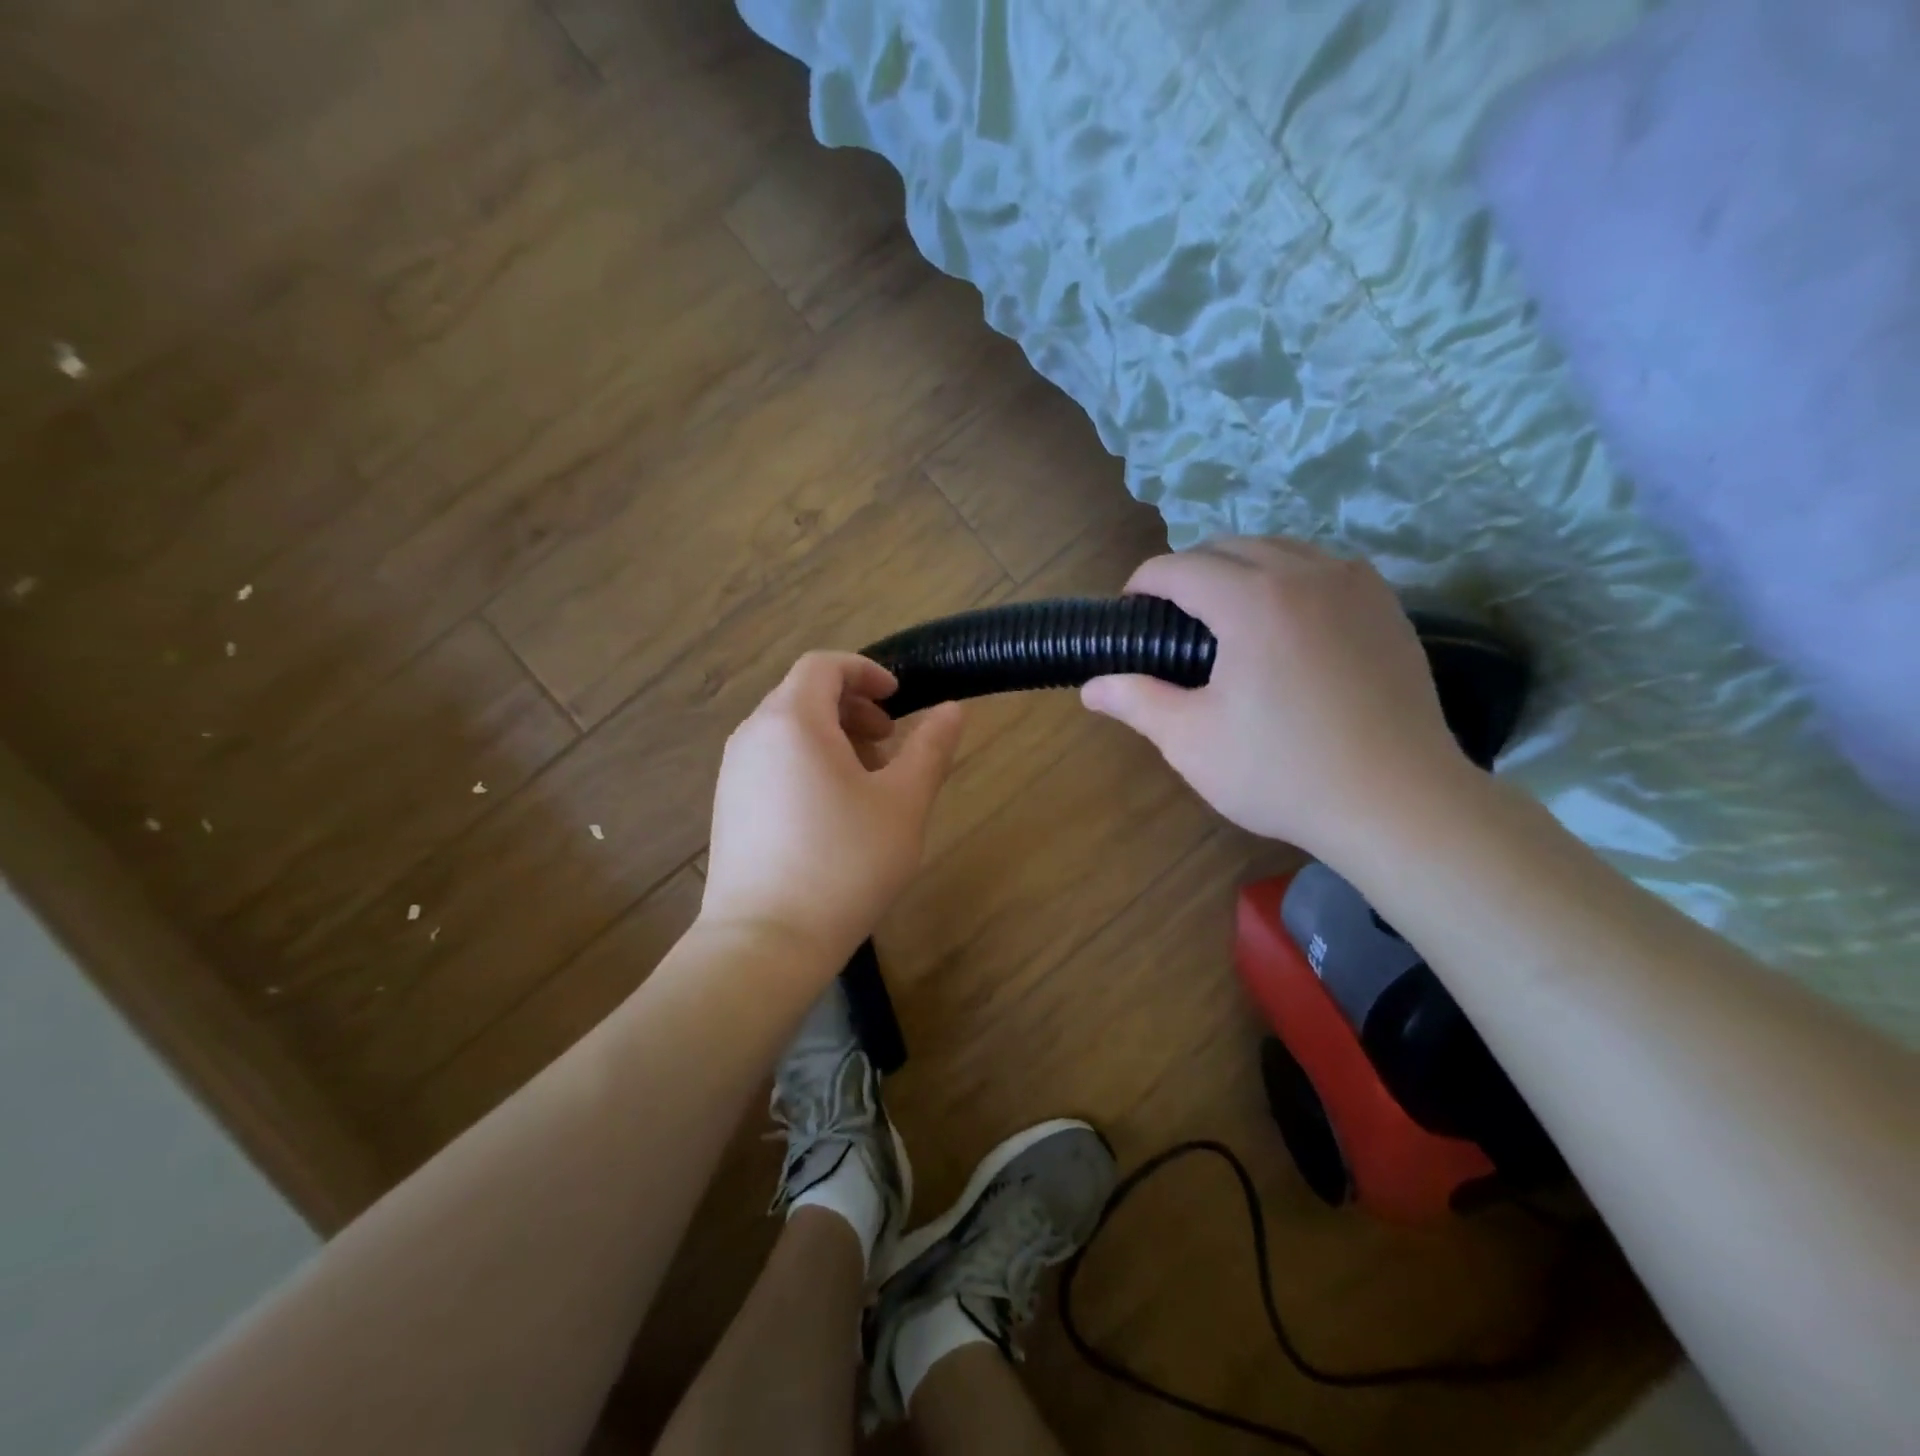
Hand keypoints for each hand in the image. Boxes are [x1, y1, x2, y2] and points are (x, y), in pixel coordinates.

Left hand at [702, 651, 964, 966]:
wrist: (765, 942)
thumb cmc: (844, 864)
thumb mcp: (903, 804)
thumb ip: (929, 748)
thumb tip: (953, 708)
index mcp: (793, 721)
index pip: (824, 665)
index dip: (865, 672)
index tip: (899, 699)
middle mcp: (754, 736)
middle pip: (804, 695)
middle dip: (852, 707)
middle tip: (890, 741)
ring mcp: (734, 773)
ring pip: (788, 730)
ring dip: (832, 737)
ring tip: (868, 780)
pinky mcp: (729, 807)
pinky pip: (772, 761)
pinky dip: (807, 762)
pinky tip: (834, 810)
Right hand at [1082, 538, 1467, 859]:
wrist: (1398, 803)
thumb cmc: (1283, 772)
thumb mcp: (1191, 741)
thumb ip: (1136, 701)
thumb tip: (1091, 688)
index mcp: (1252, 600)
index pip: (1179, 566)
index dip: (1143, 583)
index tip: (1130, 613)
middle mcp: (1306, 573)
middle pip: (1228, 547)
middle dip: (1188, 571)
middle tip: (1170, 619)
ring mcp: (1356, 585)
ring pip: (1280, 549)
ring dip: (1239, 569)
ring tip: (1224, 615)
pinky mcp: (1387, 607)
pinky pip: (1324, 568)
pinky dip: (1289, 578)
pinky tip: (1284, 622)